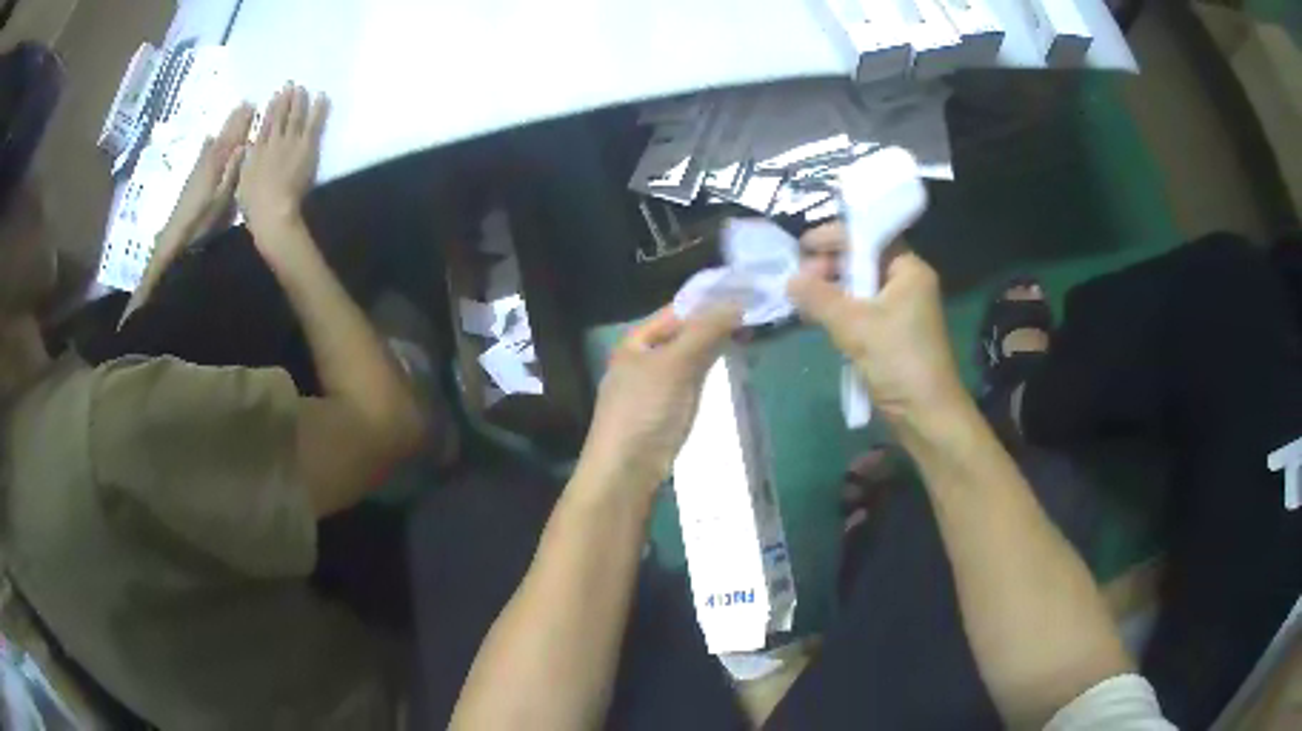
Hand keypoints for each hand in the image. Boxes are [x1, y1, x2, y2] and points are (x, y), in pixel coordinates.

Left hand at [161, 103, 253, 245]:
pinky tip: (210, 139)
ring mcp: (200, 168)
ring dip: (225, 127)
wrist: (176, 235)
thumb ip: (232, 171)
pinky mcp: (193, 177)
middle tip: (247, 103)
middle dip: (236, 120)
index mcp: (219, 164)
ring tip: (234, 113)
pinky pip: (205, 152)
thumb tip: (244, 146)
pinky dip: (209, 143)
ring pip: (216, 141)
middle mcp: (209, 160)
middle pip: (225, 135)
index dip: (244, 122)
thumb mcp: (222, 198)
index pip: (234, 138)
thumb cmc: (202, 220)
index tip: (254, 106)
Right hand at [237, 84, 328, 240]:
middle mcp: (274, 142)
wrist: (272, 209)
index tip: (275, 96)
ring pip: (296, 116)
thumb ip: (244, 162)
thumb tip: (244, 148)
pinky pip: (314, 124)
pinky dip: (318, 109)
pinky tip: (322, 98)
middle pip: (281, 116)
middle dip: (286, 99)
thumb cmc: (254, 204)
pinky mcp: (306, 148)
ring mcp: (290, 143)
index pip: (265, 125)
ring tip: (303, 89)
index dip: (270, 109)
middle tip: (291, 85)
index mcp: (257, 151)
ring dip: (300, 101)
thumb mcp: (242, 181)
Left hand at [576, 305, 741, 498]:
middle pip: (684, 334)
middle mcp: (642, 360)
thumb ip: (705, 331)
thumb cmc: (646, 411)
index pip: (677, 310)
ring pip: (690, 359)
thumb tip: (738, 300)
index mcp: (636, 342)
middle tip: (757, 318)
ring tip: (752, 340)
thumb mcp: (675, 364)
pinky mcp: (665, 413)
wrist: (626, 472)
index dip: (709, 301)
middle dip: (716, 326)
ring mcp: (653, 388)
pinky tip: (733, 373)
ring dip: (716, 350)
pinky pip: (692, 383)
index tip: (746, 295)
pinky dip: (711, 374)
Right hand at [788, 250, 967, 430]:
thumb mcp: (855, 325)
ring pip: (858, 288)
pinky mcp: (891, 334)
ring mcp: (900, 310)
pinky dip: (839, 311)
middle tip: (800, 280)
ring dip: (830, 291)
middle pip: (861, 260)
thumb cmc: (899, 361)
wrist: (926, 415)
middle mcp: (906, 283)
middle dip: (828, 266)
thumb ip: (819, 298)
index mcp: (908, 270)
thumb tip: (789, 280)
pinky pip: (861, 311)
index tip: (802, 249)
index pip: (868, 237)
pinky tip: (817, 319)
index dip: (834, 238)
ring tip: (802, 300)